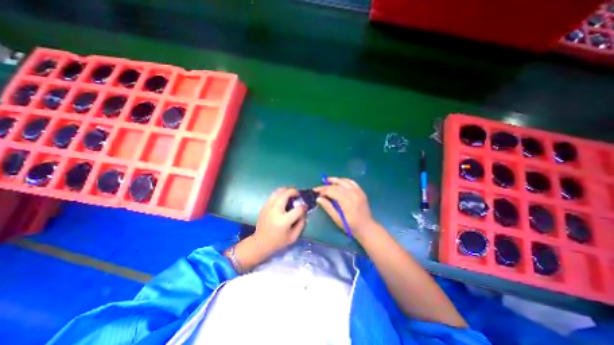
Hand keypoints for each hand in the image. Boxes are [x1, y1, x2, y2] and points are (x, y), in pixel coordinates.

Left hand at [254, 186, 305, 255]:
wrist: (260, 243)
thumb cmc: (278, 241)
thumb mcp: (293, 237)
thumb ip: (301, 224)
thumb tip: (304, 212)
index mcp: (283, 221)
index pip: (298, 209)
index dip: (304, 207)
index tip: (305, 207)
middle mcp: (275, 211)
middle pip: (286, 194)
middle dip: (294, 192)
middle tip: (298, 194)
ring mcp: (268, 207)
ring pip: (278, 191)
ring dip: (286, 190)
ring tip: (291, 194)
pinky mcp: (264, 206)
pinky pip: (273, 195)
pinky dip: (280, 193)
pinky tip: (283, 198)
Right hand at [316, 177, 379, 238]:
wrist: (367, 228)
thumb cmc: (351, 226)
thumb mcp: (337, 218)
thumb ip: (328, 207)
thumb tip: (318, 198)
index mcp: (346, 200)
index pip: (331, 190)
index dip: (322, 190)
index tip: (316, 192)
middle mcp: (353, 193)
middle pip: (337, 185)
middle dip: (326, 185)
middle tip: (319, 188)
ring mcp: (358, 191)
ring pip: (344, 181)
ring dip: (335, 180)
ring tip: (327, 181)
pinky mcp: (361, 191)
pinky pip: (351, 182)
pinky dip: (344, 181)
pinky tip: (339, 182)